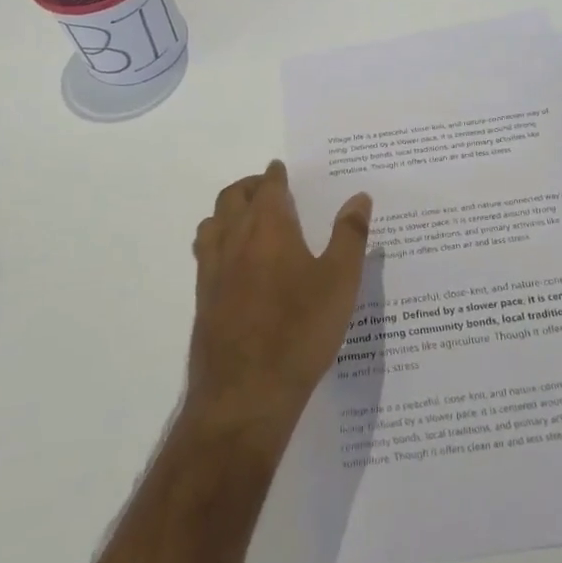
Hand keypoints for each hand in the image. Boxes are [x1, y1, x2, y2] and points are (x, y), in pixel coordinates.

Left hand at [186, 161, 371, 438]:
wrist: (246, 393)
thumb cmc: (300, 331)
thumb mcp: (340, 282)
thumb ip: (350, 235)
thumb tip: (359, 197)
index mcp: (269, 228)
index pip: (268, 187)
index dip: (275, 175)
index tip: (281, 169)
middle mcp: (234, 240)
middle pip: (232, 197)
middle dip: (250, 186)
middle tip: (268, 188)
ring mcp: (212, 270)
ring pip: (212, 223)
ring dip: (228, 211)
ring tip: (247, 218)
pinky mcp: (202, 299)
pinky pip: (205, 253)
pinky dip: (217, 240)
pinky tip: (233, 262)